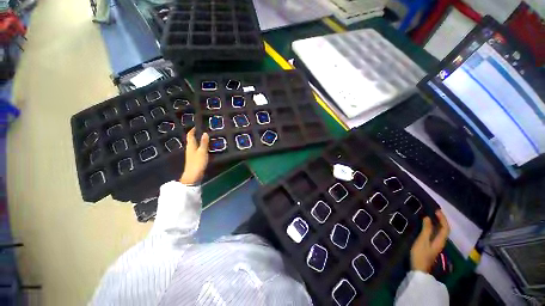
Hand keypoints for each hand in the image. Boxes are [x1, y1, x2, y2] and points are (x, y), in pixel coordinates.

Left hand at [180, 128, 209, 184]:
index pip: (190, 135)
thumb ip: (204, 143)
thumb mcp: (202, 151)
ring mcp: (191, 154)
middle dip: (196, 134)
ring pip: (195, 144)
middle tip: (204, 130)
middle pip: (192, 139)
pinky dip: (201, 146)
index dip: (193, 130)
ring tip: (206, 137)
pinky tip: (206, 147)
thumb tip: (205, 133)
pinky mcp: (194, 158)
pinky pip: (197, 149)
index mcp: (191, 145)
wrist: (193, 175)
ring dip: (199, 140)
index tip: (197, 126)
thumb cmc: (197, 162)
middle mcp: (190, 148)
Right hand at [410, 210, 449, 272]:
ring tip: (429, 216)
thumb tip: (428, 218)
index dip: (442, 218)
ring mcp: (436, 244)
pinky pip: (434, 233)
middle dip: (440, 220)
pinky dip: (432, 227)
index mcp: (440, 240)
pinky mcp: (431, 246)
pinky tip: (425, 225)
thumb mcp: (422, 241)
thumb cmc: (421, 254)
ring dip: (436, 223)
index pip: (445, 227)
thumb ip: (426, 229)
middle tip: (432, 211)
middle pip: (444, 229)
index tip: (436, 210)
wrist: (419, 268)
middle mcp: (440, 241)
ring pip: (439, 231)